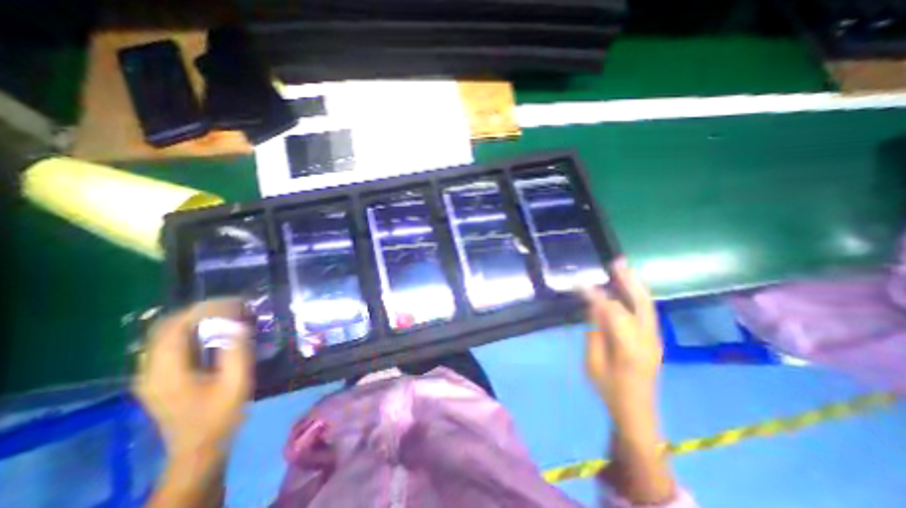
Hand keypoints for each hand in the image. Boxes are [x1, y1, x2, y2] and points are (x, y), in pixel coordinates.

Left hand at [134, 299, 253, 462]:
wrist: (199, 448)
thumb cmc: (221, 415)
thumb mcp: (236, 382)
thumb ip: (236, 351)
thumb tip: (240, 323)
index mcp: (166, 373)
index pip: (175, 328)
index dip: (203, 309)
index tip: (233, 302)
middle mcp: (150, 371)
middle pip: (166, 328)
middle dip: (200, 311)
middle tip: (232, 305)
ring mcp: (151, 375)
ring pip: (166, 335)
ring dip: (196, 320)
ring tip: (227, 314)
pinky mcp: (158, 378)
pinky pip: (170, 345)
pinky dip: (192, 331)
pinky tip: (214, 332)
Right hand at [589, 261, 671, 505]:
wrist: (636, 411)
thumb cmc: (609, 389)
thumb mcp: (593, 362)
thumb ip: (594, 331)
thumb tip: (594, 306)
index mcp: (630, 347)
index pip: (612, 312)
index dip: (596, 295)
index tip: (582, 283)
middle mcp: (648, 339)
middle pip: (641, 303)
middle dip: (628, 281)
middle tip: (616, 262)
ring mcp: (655, 339)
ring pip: (647, 305)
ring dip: (634, 285)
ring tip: (622, 268)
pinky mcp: (654, 339)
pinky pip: (646, 311)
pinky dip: (636, 295)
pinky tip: (626, 287)